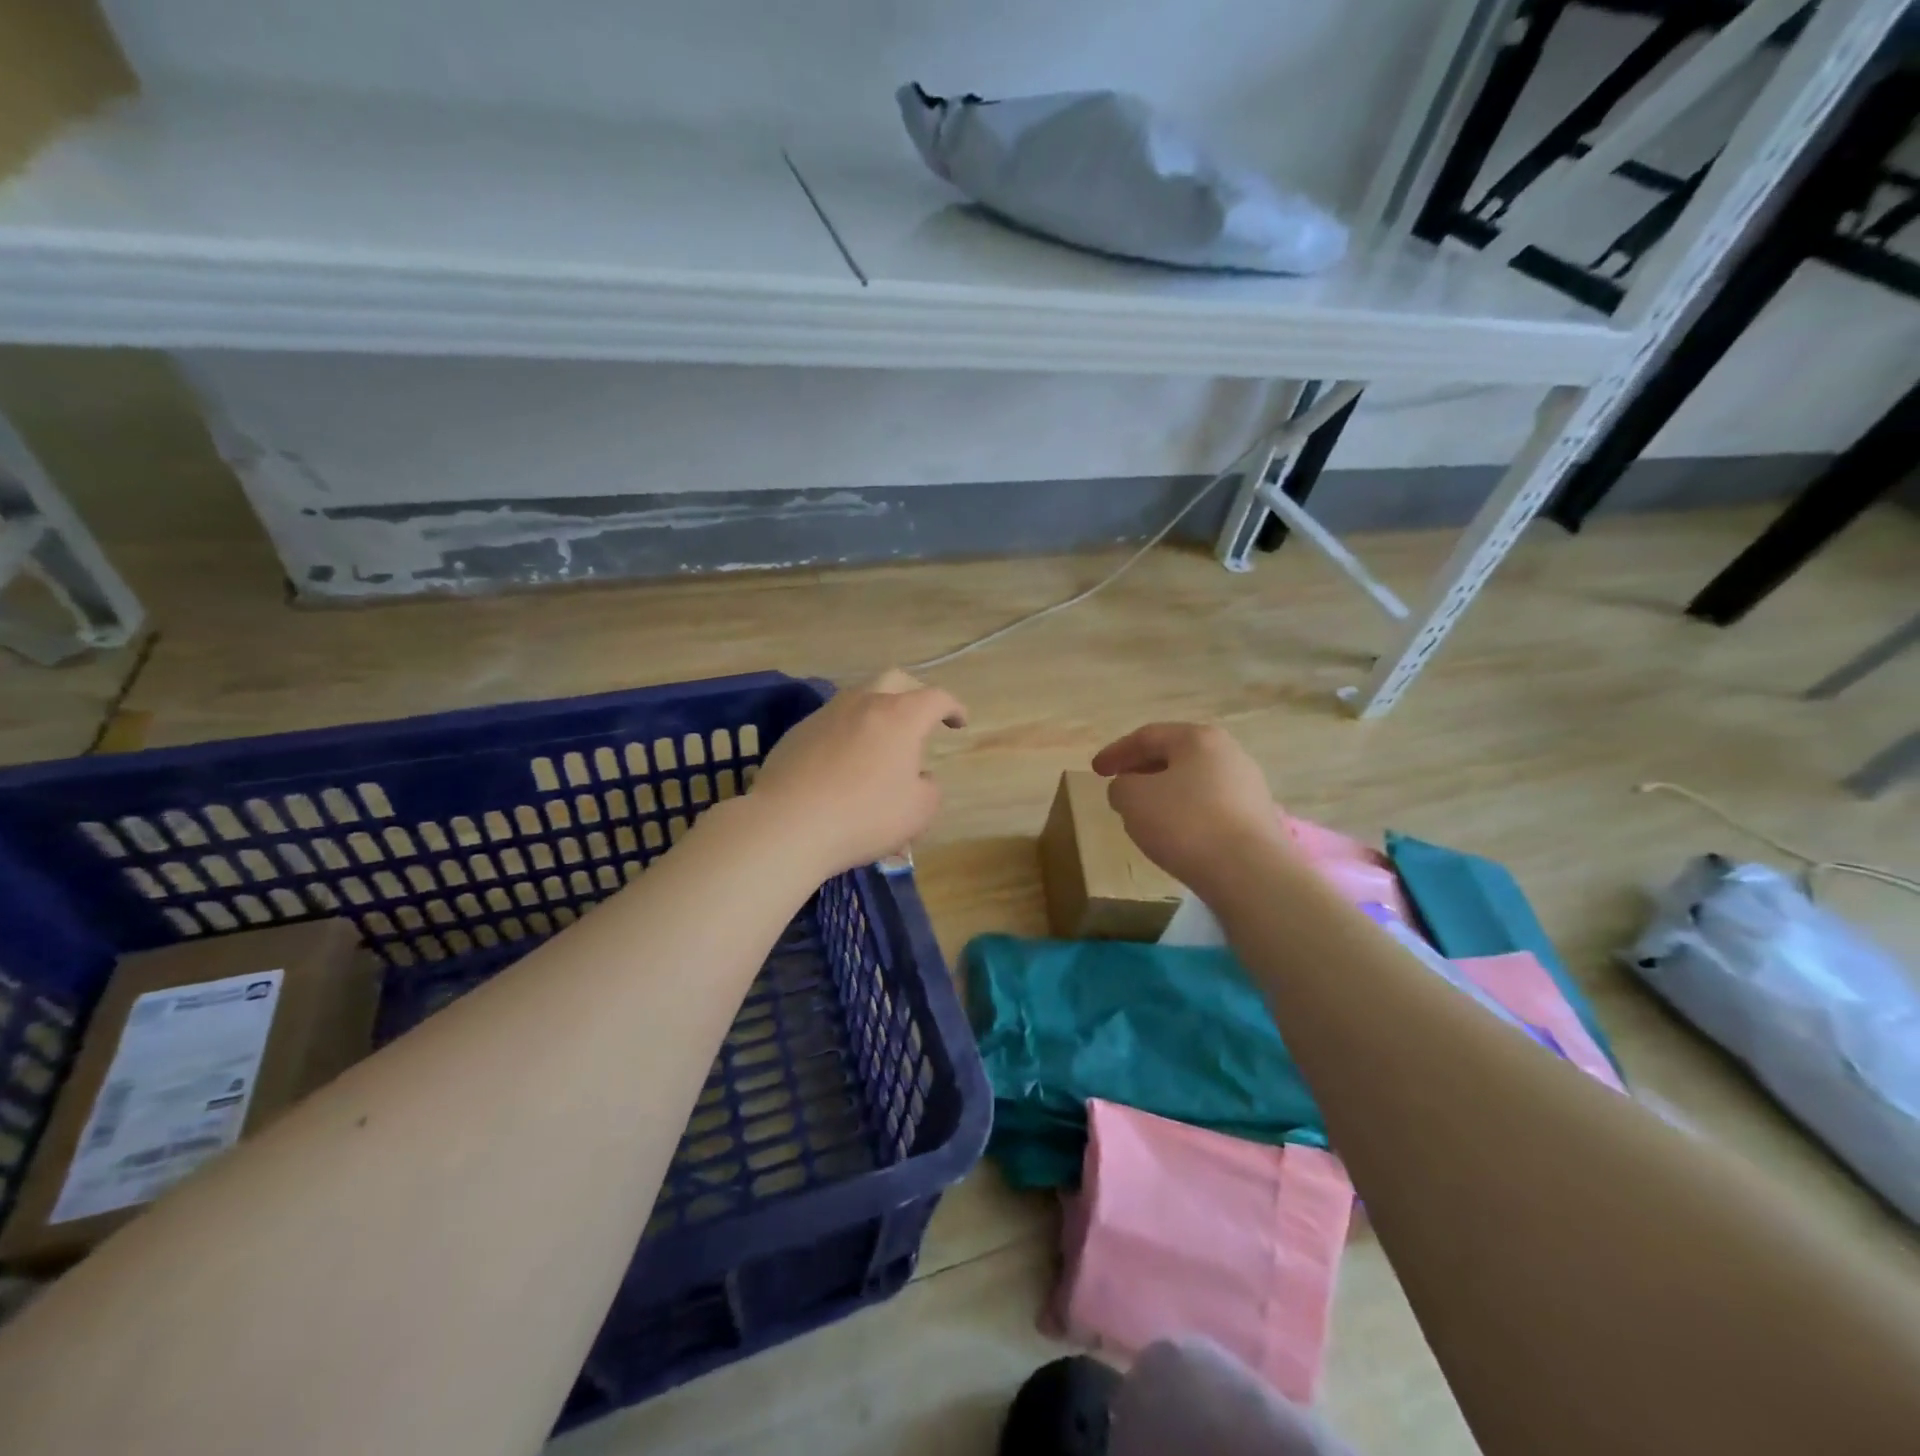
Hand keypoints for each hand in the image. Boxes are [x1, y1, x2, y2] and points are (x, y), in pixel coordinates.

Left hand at [749, 670, 966, 877]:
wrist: (787, 824)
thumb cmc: (864, 816)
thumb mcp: (919, 812)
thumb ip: (929, 788)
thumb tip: (919, 777)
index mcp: (900, 716)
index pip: (936, 698)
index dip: (953, 707)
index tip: (959, 722)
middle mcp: (863, 704)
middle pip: (895, 680)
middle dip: (914, 693)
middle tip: (922, 717)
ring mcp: (826, 715)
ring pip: (858, 698)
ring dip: (877, 712)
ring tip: (881, 742)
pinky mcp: (797, 733)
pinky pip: (832, 723)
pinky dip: (847, 733)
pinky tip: (844, 762)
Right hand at [1091, 722, 1287, 900]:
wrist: (1249, 872)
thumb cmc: (1185, 824)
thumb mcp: (1133, 799)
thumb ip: (1121, 786)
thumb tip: (1130, 788)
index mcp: (1198, 738)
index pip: (1147, 736)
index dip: (1116, 752)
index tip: (1095, 771)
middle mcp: (1229, 753)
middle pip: (1175, 755)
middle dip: (1143, 770)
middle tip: (1120, 787)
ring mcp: (1248, 785)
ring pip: (1194, 782)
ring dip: (1165, 793)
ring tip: (1145, 814)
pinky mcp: (1257, 818)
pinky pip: (1210, 806)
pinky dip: (1187, 813)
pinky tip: (1176, 834)